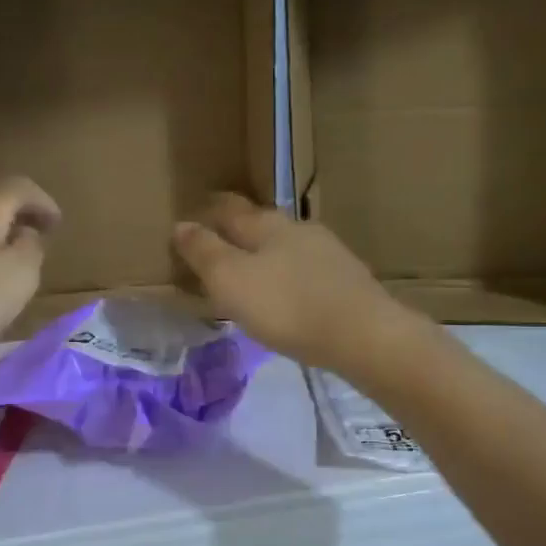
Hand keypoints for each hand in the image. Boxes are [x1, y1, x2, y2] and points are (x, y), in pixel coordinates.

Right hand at [172, 193, 420, 376]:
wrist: (363, 335)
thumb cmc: (287, 306)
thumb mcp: (231, 281)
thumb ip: (204, 253)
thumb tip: (181, 225)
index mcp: (266, 226)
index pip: (230, 210)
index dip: (209, 212)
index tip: (193, 217)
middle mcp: (298, 230)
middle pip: (261, 224)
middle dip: (239, 230)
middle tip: (219, 243)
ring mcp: (328, 253)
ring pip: (287, 246)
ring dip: (267, 254)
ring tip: (252, 272)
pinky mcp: (347, 280)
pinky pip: (307, 270)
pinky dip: (290, 275)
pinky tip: (290, 294)